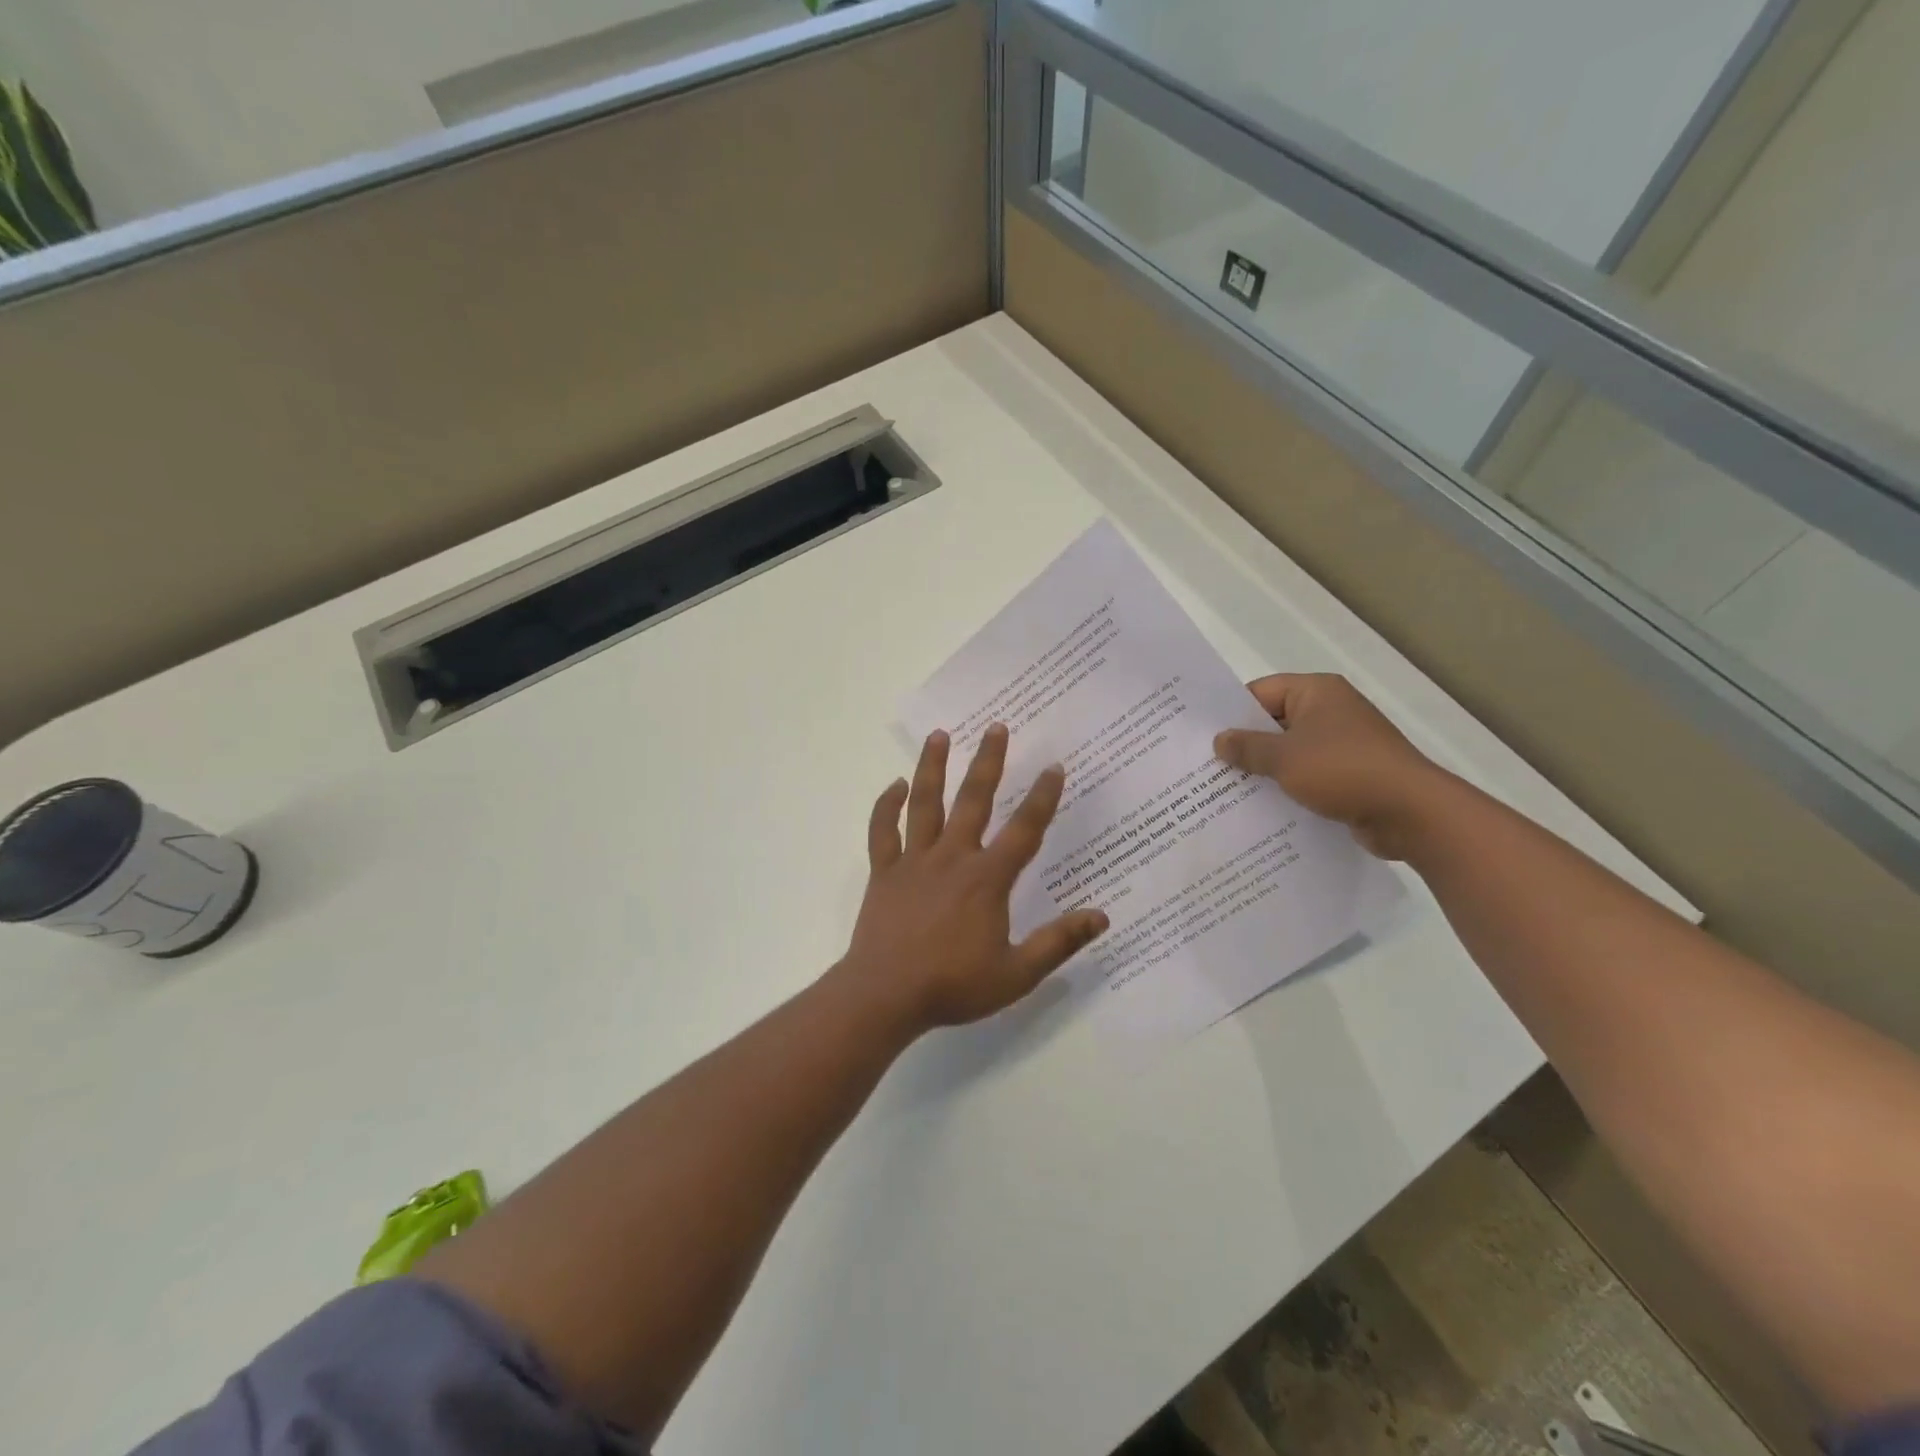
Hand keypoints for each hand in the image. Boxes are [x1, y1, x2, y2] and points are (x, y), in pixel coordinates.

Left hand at [840, 724, 1109, 1033]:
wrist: (885, 995)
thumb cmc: (953, 985)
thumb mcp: (1016, 974)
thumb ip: (1058, 942)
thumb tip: (1101, 916)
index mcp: (987, 879)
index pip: (1023, 830)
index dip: (1043, 798)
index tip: (1054, 767)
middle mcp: (952, 858)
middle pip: (973, 800)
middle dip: (988, 761)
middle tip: (996, 727)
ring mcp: (914, 861)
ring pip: (924, 803)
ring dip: (932, 767)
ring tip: (939, 735)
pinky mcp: (884, 871)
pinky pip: (884, 830)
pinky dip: (887, 806)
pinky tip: (895, 785)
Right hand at [1213, 674, 1449, 859]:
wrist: (1411, 813)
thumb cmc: (1343, 771)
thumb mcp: (1284, 758)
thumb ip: (1247, 748)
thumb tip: (1219, 740)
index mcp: (1316, 692)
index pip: (1260, 692)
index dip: (1231, 713)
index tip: (1203, 736)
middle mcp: (1331, 710)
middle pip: (1274, 722)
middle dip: (1244, 745)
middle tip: (1206, 765)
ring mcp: (1343, 743)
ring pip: (1290, 751)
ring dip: (1264, 769)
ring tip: (1225, 789)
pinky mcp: (1350, 774)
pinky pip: (1308, 774)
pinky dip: (1287, 786)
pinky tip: (1260, 806)